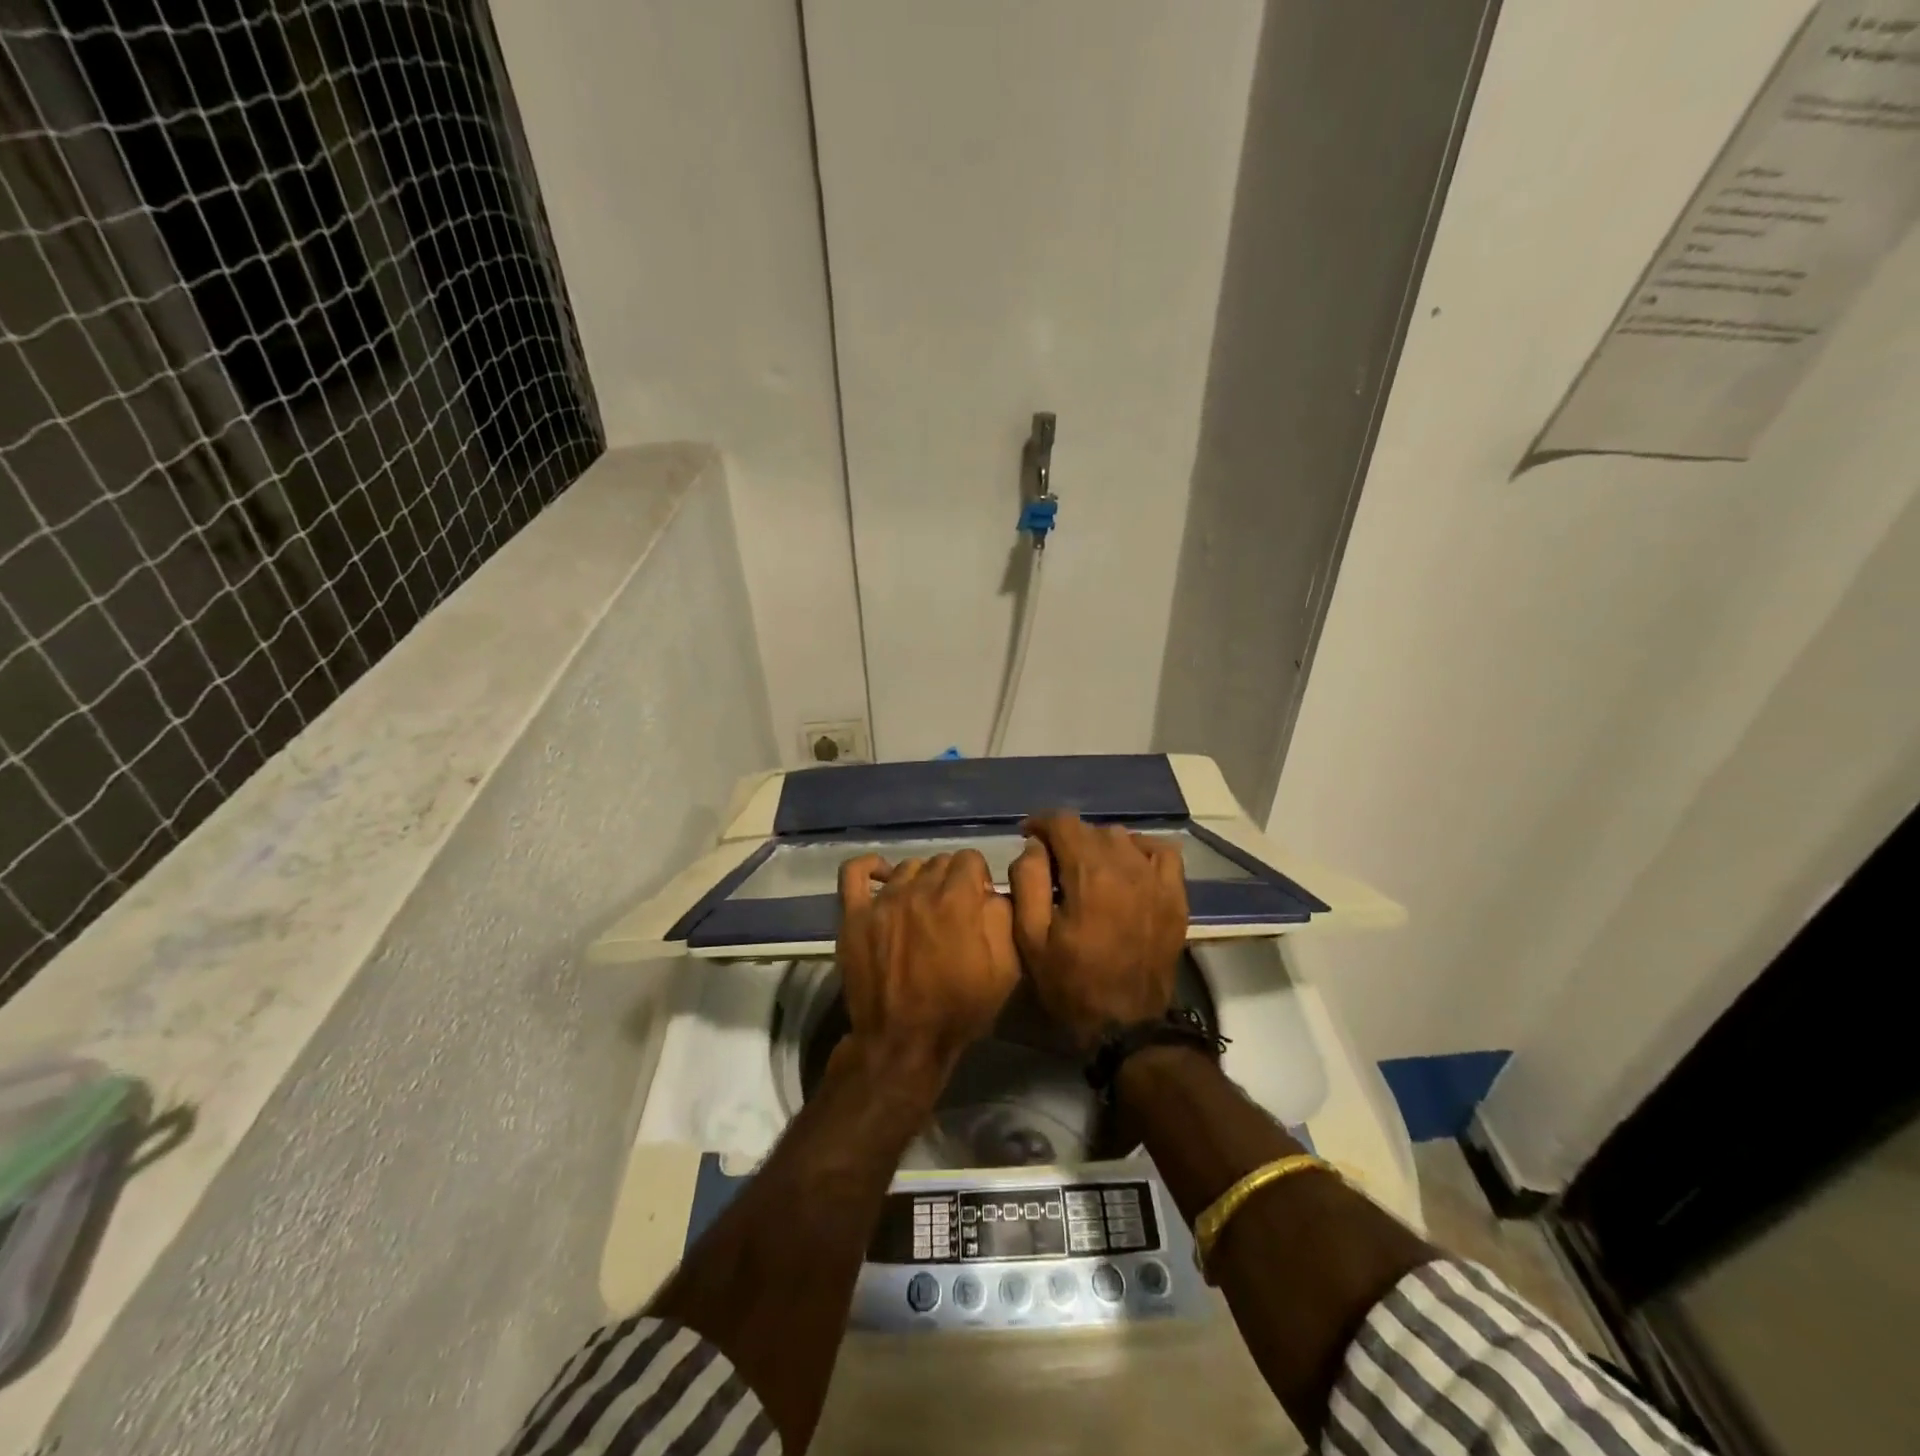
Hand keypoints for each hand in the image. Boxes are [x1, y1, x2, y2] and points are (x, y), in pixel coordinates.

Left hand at [835, 850, 1019, 1081]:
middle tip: (953, 909)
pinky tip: (882, 876)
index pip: (971, 858)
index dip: (979, 877)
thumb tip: (993, 892)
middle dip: (952, 879)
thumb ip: (1004, 918)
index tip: (978, 900)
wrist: (903, 1042)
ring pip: (906, 867)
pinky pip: (855, 872)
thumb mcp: (1005, 969)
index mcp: (957, 899)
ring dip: (920, 880)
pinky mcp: (854, 914)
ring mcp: (882, 900)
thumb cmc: (959, 1008)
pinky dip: (870, 867)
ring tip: (922, 906)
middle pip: (939, 861)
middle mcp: (919, 889)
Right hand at [1008, 814, 1187, 1050]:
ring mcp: (1156, 879)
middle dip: (1067, 839)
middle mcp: (1126, 866)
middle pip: (1091, 829)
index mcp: (1089, 874)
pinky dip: (1141, 850)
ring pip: (1123, 838)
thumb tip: (1034, 845)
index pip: (1063, 822)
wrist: (1126, 1024)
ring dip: (1100, 845)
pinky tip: (1127, 867)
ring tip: (1087, 869)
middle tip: (1053, 864)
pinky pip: (1161, 851)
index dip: (1041, 822)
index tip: (1027, 835)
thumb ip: (1027, 880)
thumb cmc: (1070, 983)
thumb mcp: (1031, 937)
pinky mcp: (1175, 895)